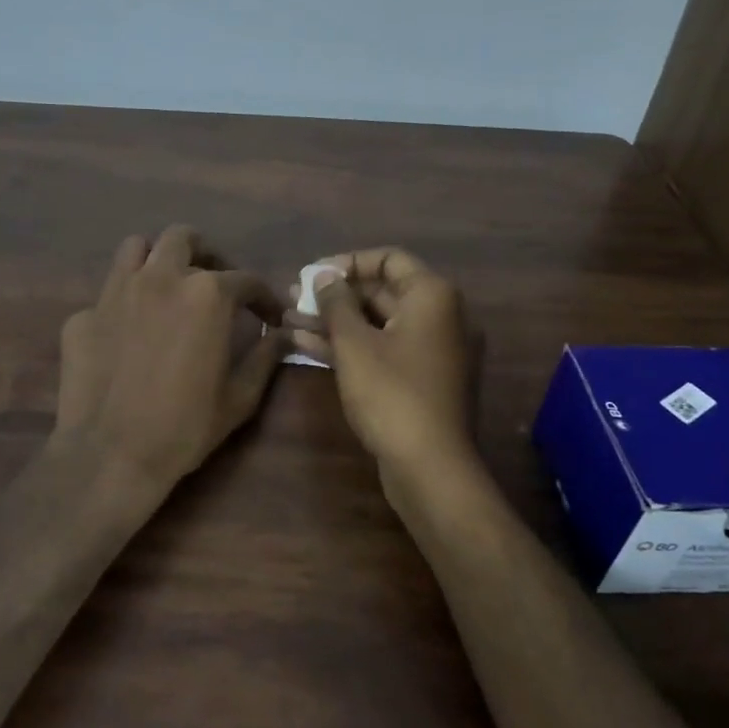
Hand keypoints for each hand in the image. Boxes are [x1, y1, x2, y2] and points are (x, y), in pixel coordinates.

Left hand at [54, 227, 287, 515]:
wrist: (109, 456)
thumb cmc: (184, 427)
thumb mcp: (239, 398)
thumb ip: (265, 357)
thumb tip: (283, 335)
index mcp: (206, 295)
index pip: (245, 279)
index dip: (265, 297)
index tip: (269, 316)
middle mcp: (160, 278)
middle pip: (183, 239)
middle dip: (205, 255)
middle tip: (214, 283)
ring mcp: (114, 292)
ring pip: (136, 249)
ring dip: (157, 260)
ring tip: (167, 287)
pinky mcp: (82, 315)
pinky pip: (107, 294)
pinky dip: (124, 303)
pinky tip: (128, 333)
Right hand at [288, 247, 476, 480]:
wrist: (430, 468)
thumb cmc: (392, 394)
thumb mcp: (354, 344)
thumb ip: (336, 302)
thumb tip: (323, 275)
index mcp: (432, 296)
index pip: (388, 259)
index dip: (346, 262)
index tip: (311, 275)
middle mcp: (439, 316)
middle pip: (381, 291)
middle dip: (334, 296)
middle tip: (292, 299)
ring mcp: (432, 350)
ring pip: (377, 324)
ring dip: (334, 322)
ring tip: (288, 321)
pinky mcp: (420, 379)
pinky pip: (382, 349)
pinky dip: (350, 346)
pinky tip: (307, 346)